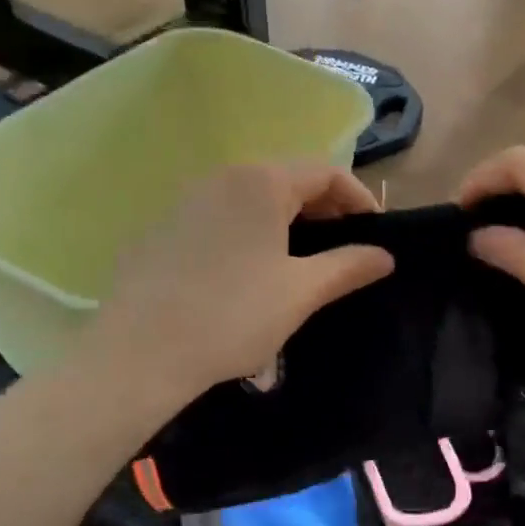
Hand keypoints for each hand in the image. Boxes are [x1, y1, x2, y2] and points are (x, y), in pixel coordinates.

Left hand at [93, 163, 394, 406]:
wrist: (140, 353)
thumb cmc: (233, 316)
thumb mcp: (301, 292)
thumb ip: (348, 266)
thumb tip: (385, 256)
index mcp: (262, 182)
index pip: (326, 172)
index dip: (359, 199)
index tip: (376, 234)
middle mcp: (222, 177)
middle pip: (287, 180)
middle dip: (323, 209)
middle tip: (343, 249)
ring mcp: (185, 200)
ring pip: (251, 199)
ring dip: (285, 221)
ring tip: (300, 261)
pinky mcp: (160, 228)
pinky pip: (219, 217)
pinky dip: (247, 232)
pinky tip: (246, 273)